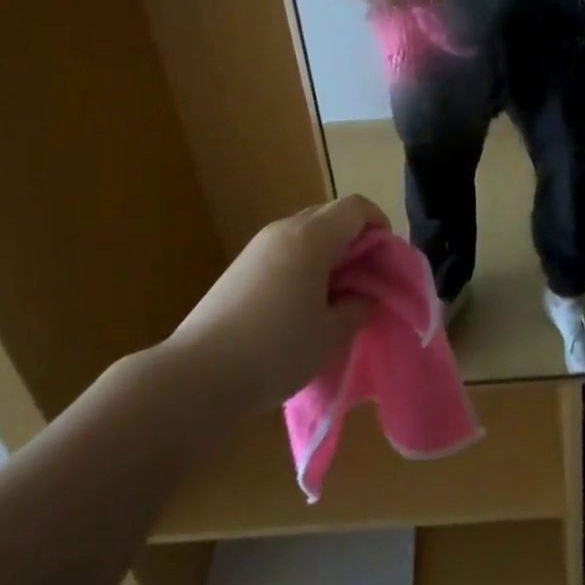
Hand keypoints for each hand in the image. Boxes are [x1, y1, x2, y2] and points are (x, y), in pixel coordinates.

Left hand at [171, 195, 386, 410]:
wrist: (196, 377)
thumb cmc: (276, 350)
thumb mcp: (331, 334)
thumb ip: (359, 307)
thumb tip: (366, 296)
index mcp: (312, 237)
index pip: (356, 207)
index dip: (379, 225)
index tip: (388, 260)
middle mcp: (284, 230)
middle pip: (330, 215)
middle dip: (355, 240)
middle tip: (367, 279)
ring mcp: (257, 248)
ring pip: (306, 234)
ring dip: (329, 255)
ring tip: (336, 297)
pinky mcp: (239, 269)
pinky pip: (284, 252)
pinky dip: (304, 266)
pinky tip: (302, 306)